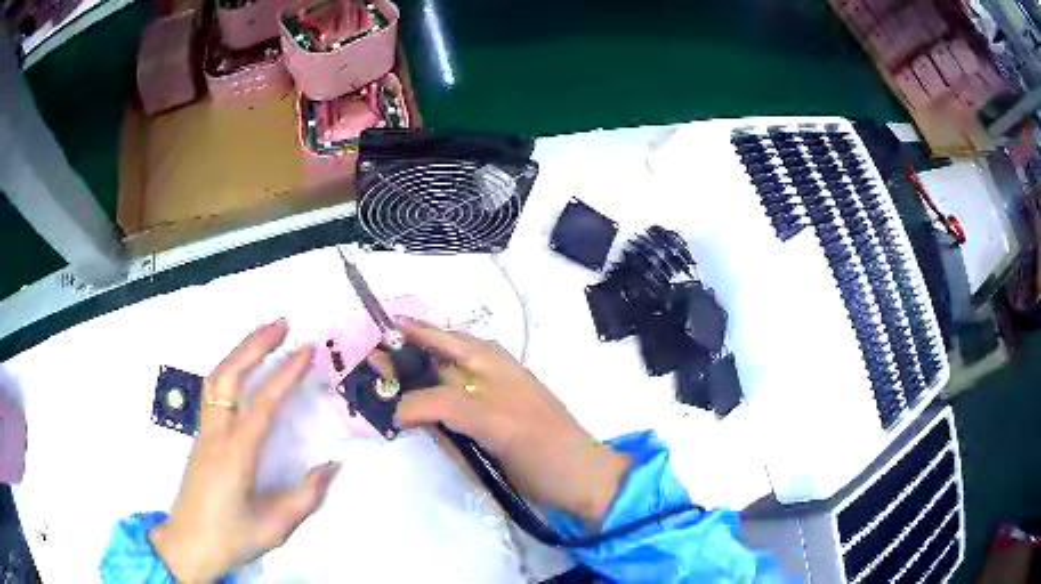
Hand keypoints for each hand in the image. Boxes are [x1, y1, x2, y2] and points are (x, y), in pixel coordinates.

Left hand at [150, 319, 340, 582]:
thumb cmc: (232, 537)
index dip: (286, 374)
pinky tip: (239, 367)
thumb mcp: (275, 526)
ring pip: (217, 377)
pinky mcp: (200, 435)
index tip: (307, 349)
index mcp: (237, 454)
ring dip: (239, 351)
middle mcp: (217, 433)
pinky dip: (228, 367)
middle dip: (255, 344)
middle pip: (231, 375)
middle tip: (281, 323)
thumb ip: (306, 496)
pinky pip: (212, 390)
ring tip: (262, 334)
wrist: (189, 543)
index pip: (263, 403)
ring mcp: (204, 431)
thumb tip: (332, 465)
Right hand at [379, 321, 631, 526]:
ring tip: (377, 392)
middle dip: (397, 363)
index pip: (437, 338)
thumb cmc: (541, 444)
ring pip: (434, 388)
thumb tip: (399, 408)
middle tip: (365, 369)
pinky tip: (407, 420)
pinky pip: (443, 416)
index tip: (370, 336)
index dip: (405, 333)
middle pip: (431, 361)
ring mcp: (479, 404)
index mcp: (489, 360)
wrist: (576, 481)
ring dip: (406, 390)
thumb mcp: (492, 419)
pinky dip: (423, 415)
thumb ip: (443, 405)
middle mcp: (481, 375)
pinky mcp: (478, 431)